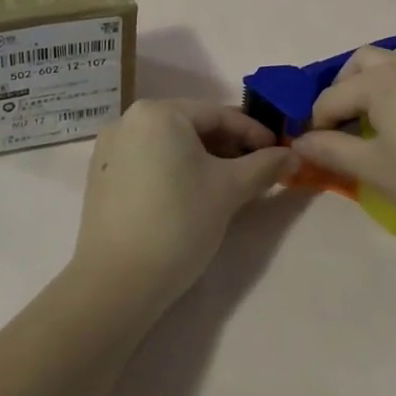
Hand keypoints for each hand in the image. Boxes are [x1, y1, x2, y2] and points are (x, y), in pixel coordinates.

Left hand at [73, 100, 294, 311]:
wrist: (117, 282)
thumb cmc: (179, 222)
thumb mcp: (230, 190)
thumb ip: (265, 166)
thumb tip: (294, 155)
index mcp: (158, 112)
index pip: (218, 114)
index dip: (254, 133)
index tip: (279, 152)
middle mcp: (129, 119)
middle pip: (192, 126)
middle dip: (229, 146)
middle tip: (258, 170)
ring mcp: (111, 148)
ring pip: (170, 144)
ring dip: (204, 159)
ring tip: (231, 185)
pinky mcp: (102, 176)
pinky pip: (149, 161)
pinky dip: (176, 170)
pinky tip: (194, 194)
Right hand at [292, 43, 395, 241]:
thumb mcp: (375, 170)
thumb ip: (332, 150)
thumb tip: (301, 140)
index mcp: (380, 82)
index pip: (333, 96)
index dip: (317, 122)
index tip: (313, 148)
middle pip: (365, 60)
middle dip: (345, 85)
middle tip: (341, 121)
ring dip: (386, 70)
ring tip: (381, 101)